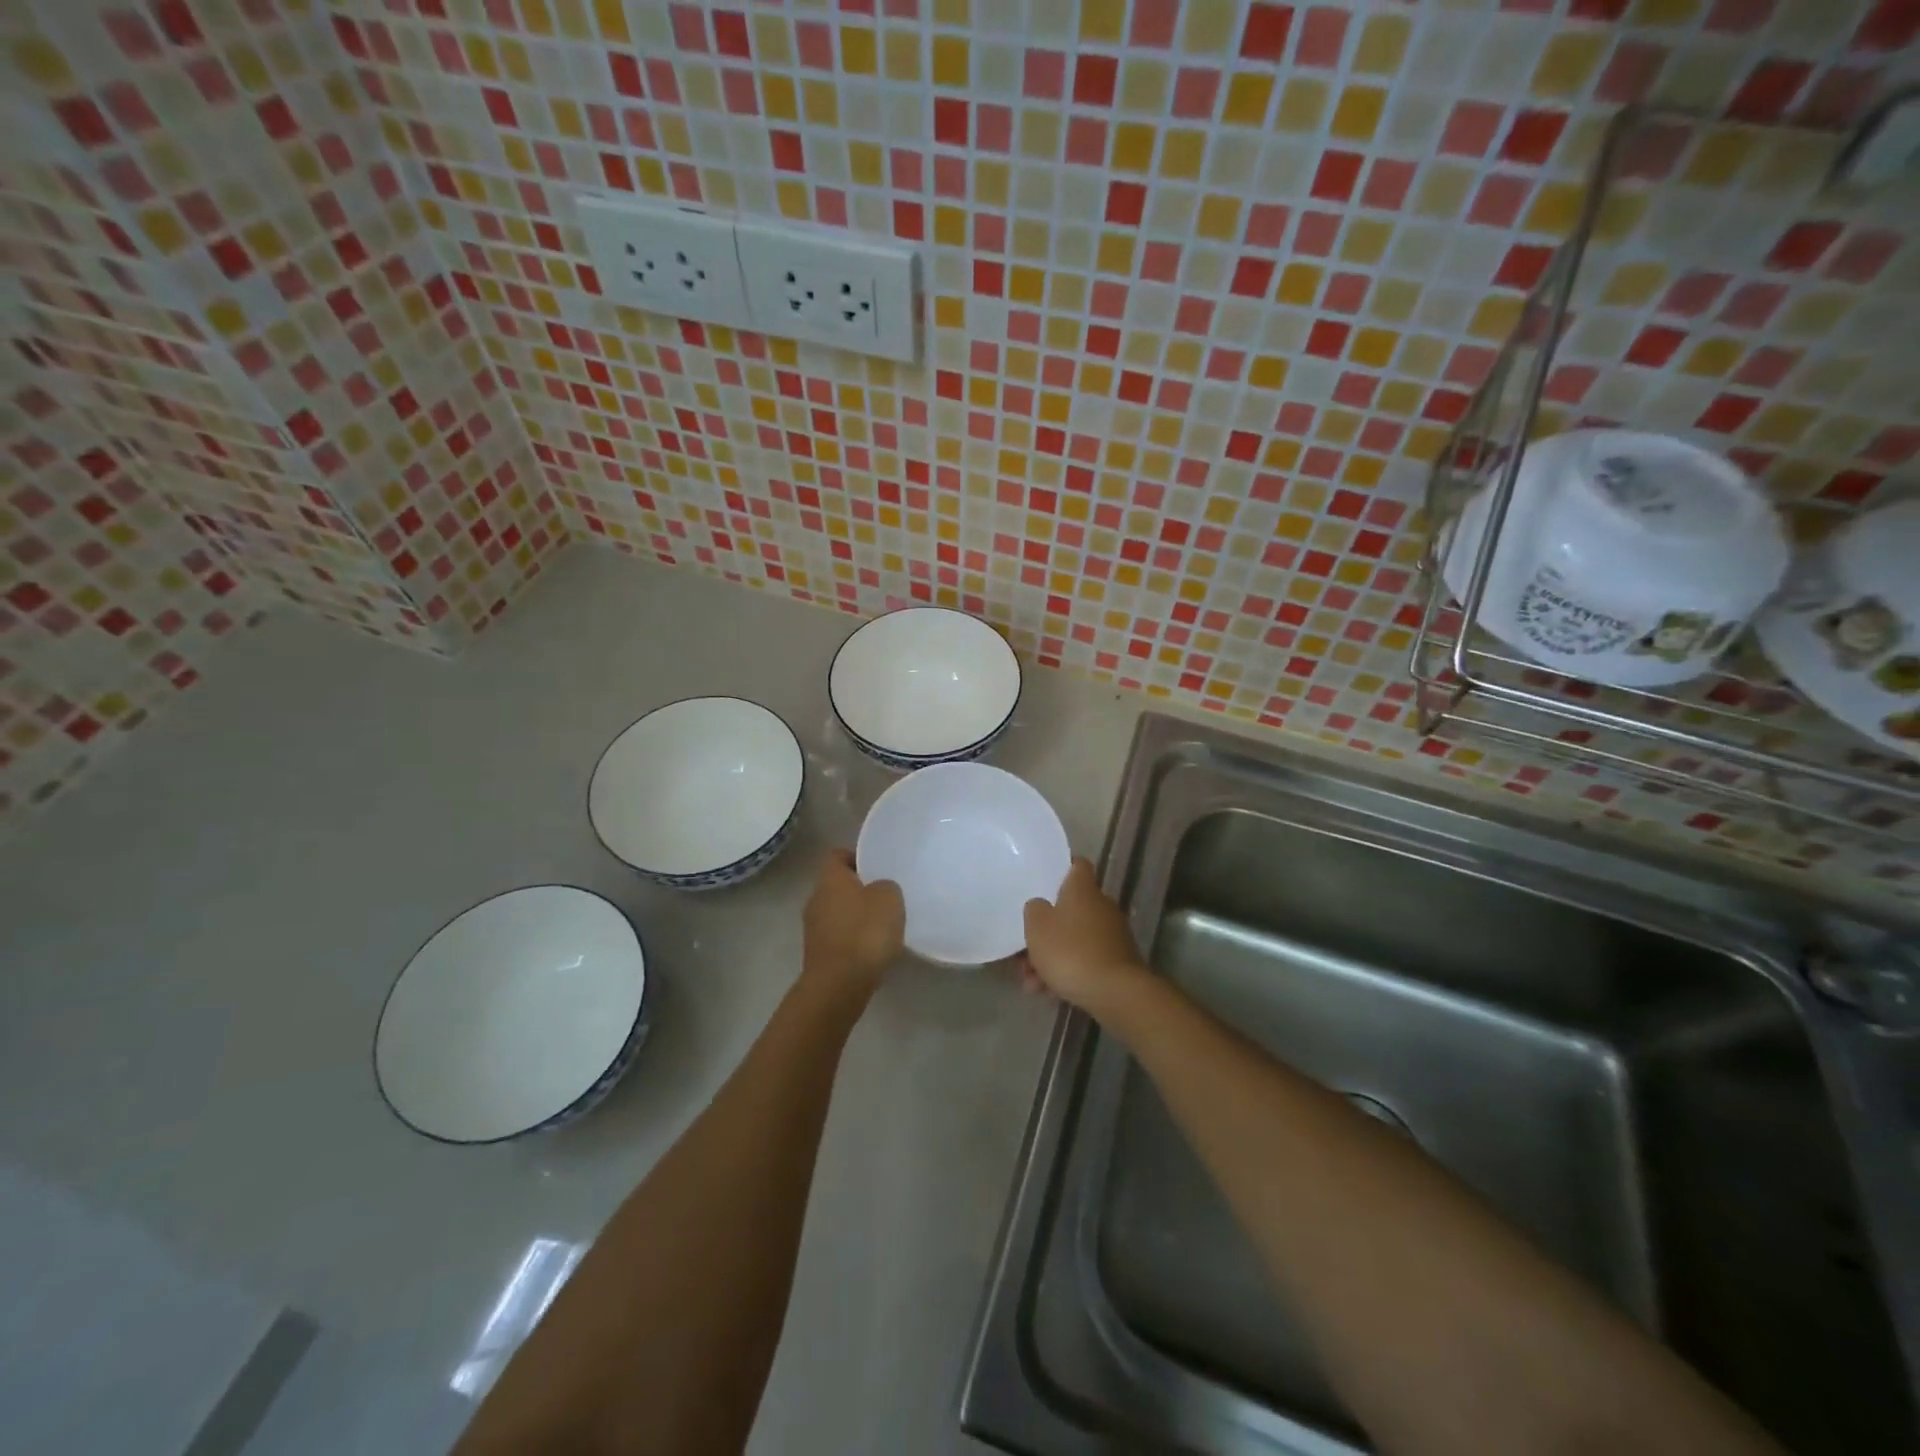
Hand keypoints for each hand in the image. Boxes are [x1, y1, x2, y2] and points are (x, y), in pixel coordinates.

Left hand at [802, 848, 904, 1001]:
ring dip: (856, 916)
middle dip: (860, 889)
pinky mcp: (819, 955)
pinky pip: (839, 937)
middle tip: (886, 895)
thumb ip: (886, 886)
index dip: (856, 856)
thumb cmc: (864, 932)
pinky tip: (873, 949)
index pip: (837, 855)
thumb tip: (880, 890)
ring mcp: (813, 929)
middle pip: (837, 885)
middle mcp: (815, 899)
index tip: (877, 865)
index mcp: (830, 879)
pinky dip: (854, 939)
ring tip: (883, 925)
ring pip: (838, 912)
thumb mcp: (889, 898)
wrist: (839, 985)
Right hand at [1022, 858, 1146, 1015]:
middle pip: (1070, 909)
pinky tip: (1049, 993)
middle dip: (1046, 931)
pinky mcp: (1118, 962)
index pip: (1077, 866)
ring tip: (1031, 983)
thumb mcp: (1037, 926)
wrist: (1115, 992)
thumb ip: (1034, 910)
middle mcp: (1101, 906)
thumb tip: (1040, 906)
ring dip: (1052, 958)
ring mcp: (1112, 935)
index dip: (1061, 870)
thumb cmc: (1070, 950)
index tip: (1044, 882)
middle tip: (1025, 951)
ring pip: (1075, 939)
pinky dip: (1069, 973)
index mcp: (1083, 889)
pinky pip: (1086, 960)